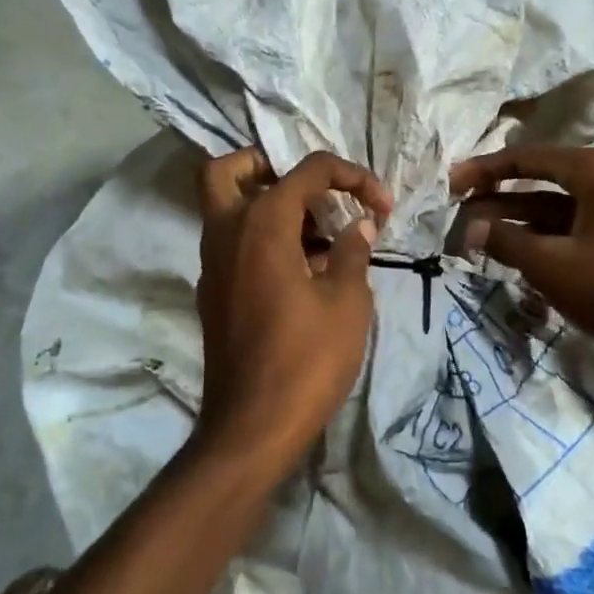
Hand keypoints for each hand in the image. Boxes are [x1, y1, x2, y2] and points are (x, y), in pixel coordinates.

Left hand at [196, 148, 391, 469]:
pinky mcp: (213, 293)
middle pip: (230, 171)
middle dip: (270, 167)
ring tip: (322, 237)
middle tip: (312, 193)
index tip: (381, 207)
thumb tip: (359, 226)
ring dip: (269, 205)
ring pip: (227, 208)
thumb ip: (352, 252)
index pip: (306, 171)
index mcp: (261, 225)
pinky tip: (303, 271)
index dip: (352, 177)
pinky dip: (261, 239)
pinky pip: (232, 244)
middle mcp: (226, 233)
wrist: (253, 427)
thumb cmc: (307, 359)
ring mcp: (212, 265)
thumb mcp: (347, 302)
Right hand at [451, 145, 593, 403]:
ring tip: (478, 238)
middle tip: (457, 214)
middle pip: (542, 182)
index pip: (527, 158)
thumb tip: (469, 227)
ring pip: (560, 209)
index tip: (449, 184)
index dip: (484, 170)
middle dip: (499, 199)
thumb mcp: (553, 266)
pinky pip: (579, 230)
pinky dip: (548, 240)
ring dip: (520, 223)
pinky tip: (519, 258)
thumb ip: (506, 242)